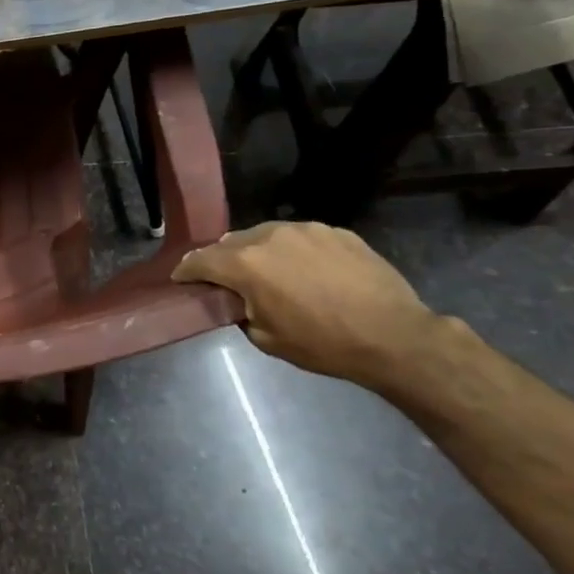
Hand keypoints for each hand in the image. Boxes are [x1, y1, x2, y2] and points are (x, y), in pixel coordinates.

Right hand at [172, 222, 440, 388]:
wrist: (393, 336)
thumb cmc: (322, 344)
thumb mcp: (266, 338)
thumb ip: (241, 311)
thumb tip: (239, 299)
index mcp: (246, 264)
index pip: (201, 260)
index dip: (186, 271)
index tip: (180, 279)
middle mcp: (270, 237)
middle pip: (231, 243)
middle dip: (223, 260)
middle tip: (225, 280)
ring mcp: (306, 230)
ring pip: (266, 235)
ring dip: (258, 252)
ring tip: (268, 273)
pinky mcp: (336, 231)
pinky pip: (300, 238)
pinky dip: (292, 252)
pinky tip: (306, 273)